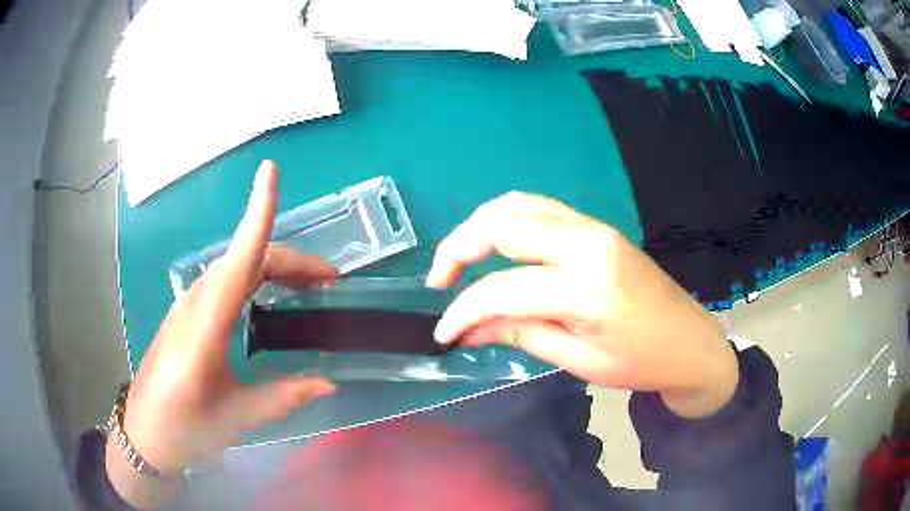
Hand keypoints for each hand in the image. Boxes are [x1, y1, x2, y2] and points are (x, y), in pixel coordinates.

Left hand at [106, 161, 336, 507]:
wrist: (144, 435)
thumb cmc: (184, 428)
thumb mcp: (236, 418)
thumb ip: (282, 397)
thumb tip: (328, 381)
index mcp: (205, 327)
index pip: (237, 262)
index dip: (257, 215)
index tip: (271, 174)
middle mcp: (195, 305)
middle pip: (243, 259)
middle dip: (289, 260)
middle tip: (330, 281)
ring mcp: (188, 307)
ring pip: (234, 268)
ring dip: (273, 267)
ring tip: (309, 288)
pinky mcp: (186, 315)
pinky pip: (224, 282)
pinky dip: (254, 278)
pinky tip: (269, 298)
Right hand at [426, 192, 737, 418]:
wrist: (692, 343)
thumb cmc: (641, 363)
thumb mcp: (579, 359)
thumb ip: (520, 334)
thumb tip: (469, 330)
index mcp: (586, 286)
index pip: (502, 289)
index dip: (463, 310)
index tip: (444, 332)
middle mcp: (586, 243)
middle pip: (503, 225)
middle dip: (459, 248)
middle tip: (440, 280)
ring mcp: (593, 228)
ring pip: (518, 205)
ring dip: (480, 226)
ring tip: (460, 258)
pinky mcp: (597, 227)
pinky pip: (540, 208)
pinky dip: (508, 220)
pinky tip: (496, 243)